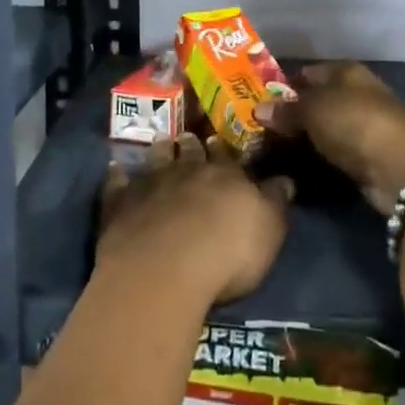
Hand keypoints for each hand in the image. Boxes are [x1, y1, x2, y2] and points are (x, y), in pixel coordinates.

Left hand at [96, 137, 293, 306]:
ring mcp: (151, 183)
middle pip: (190, 152)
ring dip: (160, 150)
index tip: (219, 140)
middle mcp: (187, 170)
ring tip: (162, 142)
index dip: (224, 149)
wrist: (166, 267)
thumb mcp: (269, 230)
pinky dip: (118, 173)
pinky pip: (118, 181)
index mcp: (225, 176)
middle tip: (189, 137)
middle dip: (191, 144)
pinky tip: (116, 166)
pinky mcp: (121, 201)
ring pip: (157, 158)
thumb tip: (287, 178)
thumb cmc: (227, 252)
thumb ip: (275, 202)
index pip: (227, 156)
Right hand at [268, 62, 404, 213]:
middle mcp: (358, 92)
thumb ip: (286, 109)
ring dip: (308, 134)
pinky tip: (301, 160)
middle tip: (264, 124)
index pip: (310, 72)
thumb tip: (258, 109)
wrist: (398, 167)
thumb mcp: (312, 110)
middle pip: (319, 98)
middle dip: (295, 110)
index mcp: (347, 71)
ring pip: (328, 124)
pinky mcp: (370, 153)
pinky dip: (322, 152)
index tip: (262, 98)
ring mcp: (366, 123)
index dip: (286, 83)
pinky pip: (337, 148)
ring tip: (276, 144)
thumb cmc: (353, 122)